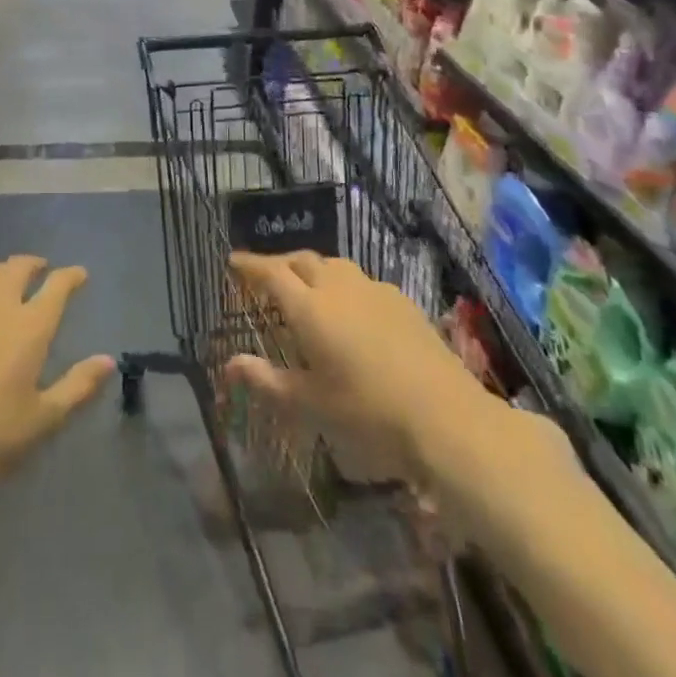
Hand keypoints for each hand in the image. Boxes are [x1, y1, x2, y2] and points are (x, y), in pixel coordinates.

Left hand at [0, 256, 113, 503]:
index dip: (71, 276)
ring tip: (3, 276)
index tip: (79, 275)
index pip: (57, 286)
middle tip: (40, 269)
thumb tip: (108, 360)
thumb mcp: (43, 418)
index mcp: (30, 327)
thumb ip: (78, 386)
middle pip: (17, 268)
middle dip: (32, 263)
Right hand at [225, 251, 572, 548]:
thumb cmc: (368, 412)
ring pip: (333, 266)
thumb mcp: (311, 403)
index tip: (233, 261)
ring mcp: (373, 289)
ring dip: (312, 270)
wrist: (445, 415)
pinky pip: (360, 280)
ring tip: (306, 289)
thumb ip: (267, 381)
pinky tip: (350, 310)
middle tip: (266, 278)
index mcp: (309, 307)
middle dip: (279, 264)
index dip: (250, 265)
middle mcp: (337, 286)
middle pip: (301, 261)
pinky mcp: (400, 300)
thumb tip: (230, 364)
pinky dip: (342, 285)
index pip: (270, 274)